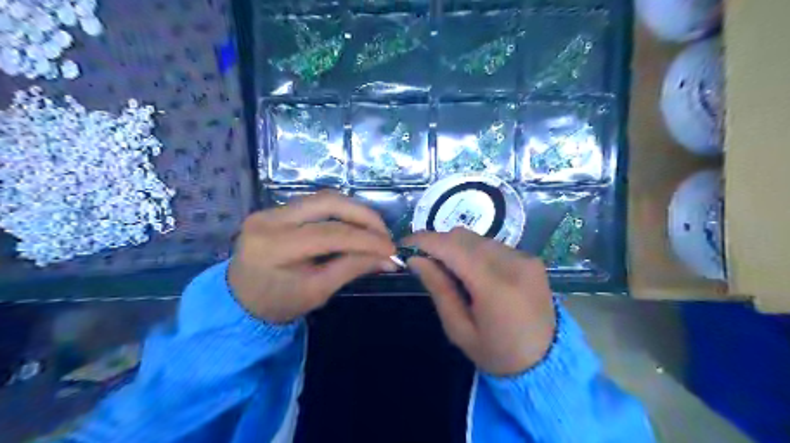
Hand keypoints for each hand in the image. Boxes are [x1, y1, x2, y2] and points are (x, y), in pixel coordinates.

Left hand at [233, 191, 397, 323]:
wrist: (239, 300)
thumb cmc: (278, 303)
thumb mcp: (317, 291)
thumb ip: (351, 268)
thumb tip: (387, 258)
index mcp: (275, 246)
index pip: (330, 234)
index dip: (366, 240)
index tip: (391, 249)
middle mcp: (270, 219)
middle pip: (328, 203)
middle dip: (364, 216)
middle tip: (385, 233)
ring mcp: (270, 210)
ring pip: (323, 198)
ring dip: (354, 211)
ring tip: (374, 230)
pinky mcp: (276, 209)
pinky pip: (316, 204)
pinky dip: (341, 212)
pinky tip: (354, 225)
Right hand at [407, 229, 553, 376]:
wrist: (547, 362)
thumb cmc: (497, 353)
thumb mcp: (459, 329)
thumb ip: (438, 289)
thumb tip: (415, 259)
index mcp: (495, 286)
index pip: (452, 248)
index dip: (424, 241)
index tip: (404, 245)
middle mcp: (513, 263)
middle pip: (464, 237)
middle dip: (438, 243)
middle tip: (422, 260)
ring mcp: (525, 258)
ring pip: (477, 238)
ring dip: (456, 247)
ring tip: (447, 268)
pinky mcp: (531, 258)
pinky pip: (492, 245)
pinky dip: (474, 251)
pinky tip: (472, 271)